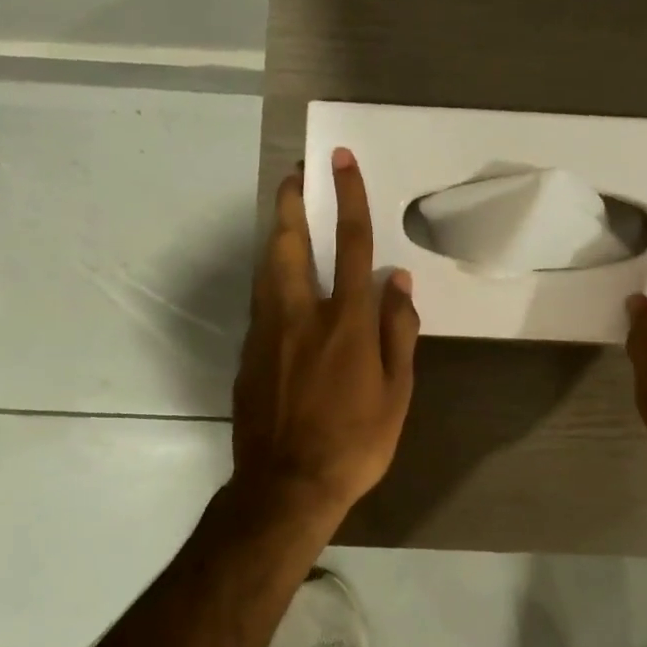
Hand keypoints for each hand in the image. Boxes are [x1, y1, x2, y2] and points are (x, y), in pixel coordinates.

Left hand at [231, 148, 420, 520]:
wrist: (286, 485)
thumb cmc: (355, 443)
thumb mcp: (396, 393)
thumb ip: (398, 331)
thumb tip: (397, 282)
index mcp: (346, 321)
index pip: (350, 243)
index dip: (347, 196)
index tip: (340, 161)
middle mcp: (301, 315)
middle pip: (289, 243)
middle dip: (291, 202)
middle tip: (295, 174)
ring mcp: (267, 333)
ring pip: (267, 268)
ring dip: (276, 234)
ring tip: (285, 215)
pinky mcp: (248, 354)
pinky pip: (262, 302)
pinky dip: (272, 279)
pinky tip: (280, 284)